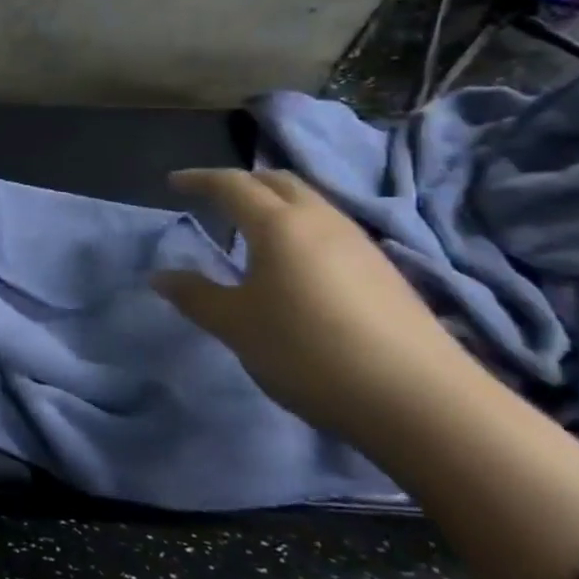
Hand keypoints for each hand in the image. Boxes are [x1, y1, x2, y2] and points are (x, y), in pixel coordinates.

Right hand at [154, 168, 484, 438]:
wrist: (419, 399)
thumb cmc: (308, 351)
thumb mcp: (236, 326)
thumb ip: (195, 296)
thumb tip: (160, 276)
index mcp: (278, 225)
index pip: (232, 185)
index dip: (200, 179)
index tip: (174, 182)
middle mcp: (321, 221)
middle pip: (279, 182)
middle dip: (243, 182)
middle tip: (215, 198)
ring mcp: (360, 245)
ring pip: (311, 204)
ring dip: (276, 204)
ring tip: (252, 230)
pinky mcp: (384, 273)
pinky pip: (331, 230)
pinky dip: (301, 229)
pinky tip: (297, 265)